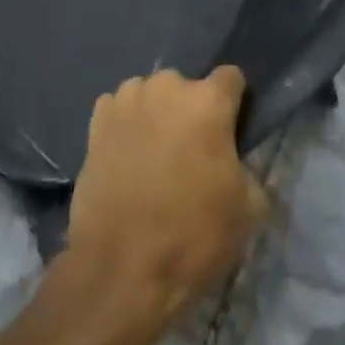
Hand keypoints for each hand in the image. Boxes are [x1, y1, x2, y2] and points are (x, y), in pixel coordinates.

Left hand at [66, 68, 267, 324]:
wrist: (121, 267)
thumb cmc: (192, 235)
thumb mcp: (247, 210)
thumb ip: (247, 168)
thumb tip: (235, 160)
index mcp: (207, 100)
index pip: (231, 78)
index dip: (234, 102)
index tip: (231, 130)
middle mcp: (167, 86)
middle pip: (186, 88)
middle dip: (190, 112)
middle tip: (190, 152)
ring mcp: (127, 99)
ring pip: (150, 96)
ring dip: (155, 115)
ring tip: (153, 156)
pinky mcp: (96, 119)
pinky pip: (118, 110)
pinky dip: (125, 126)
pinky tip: (125, 158)